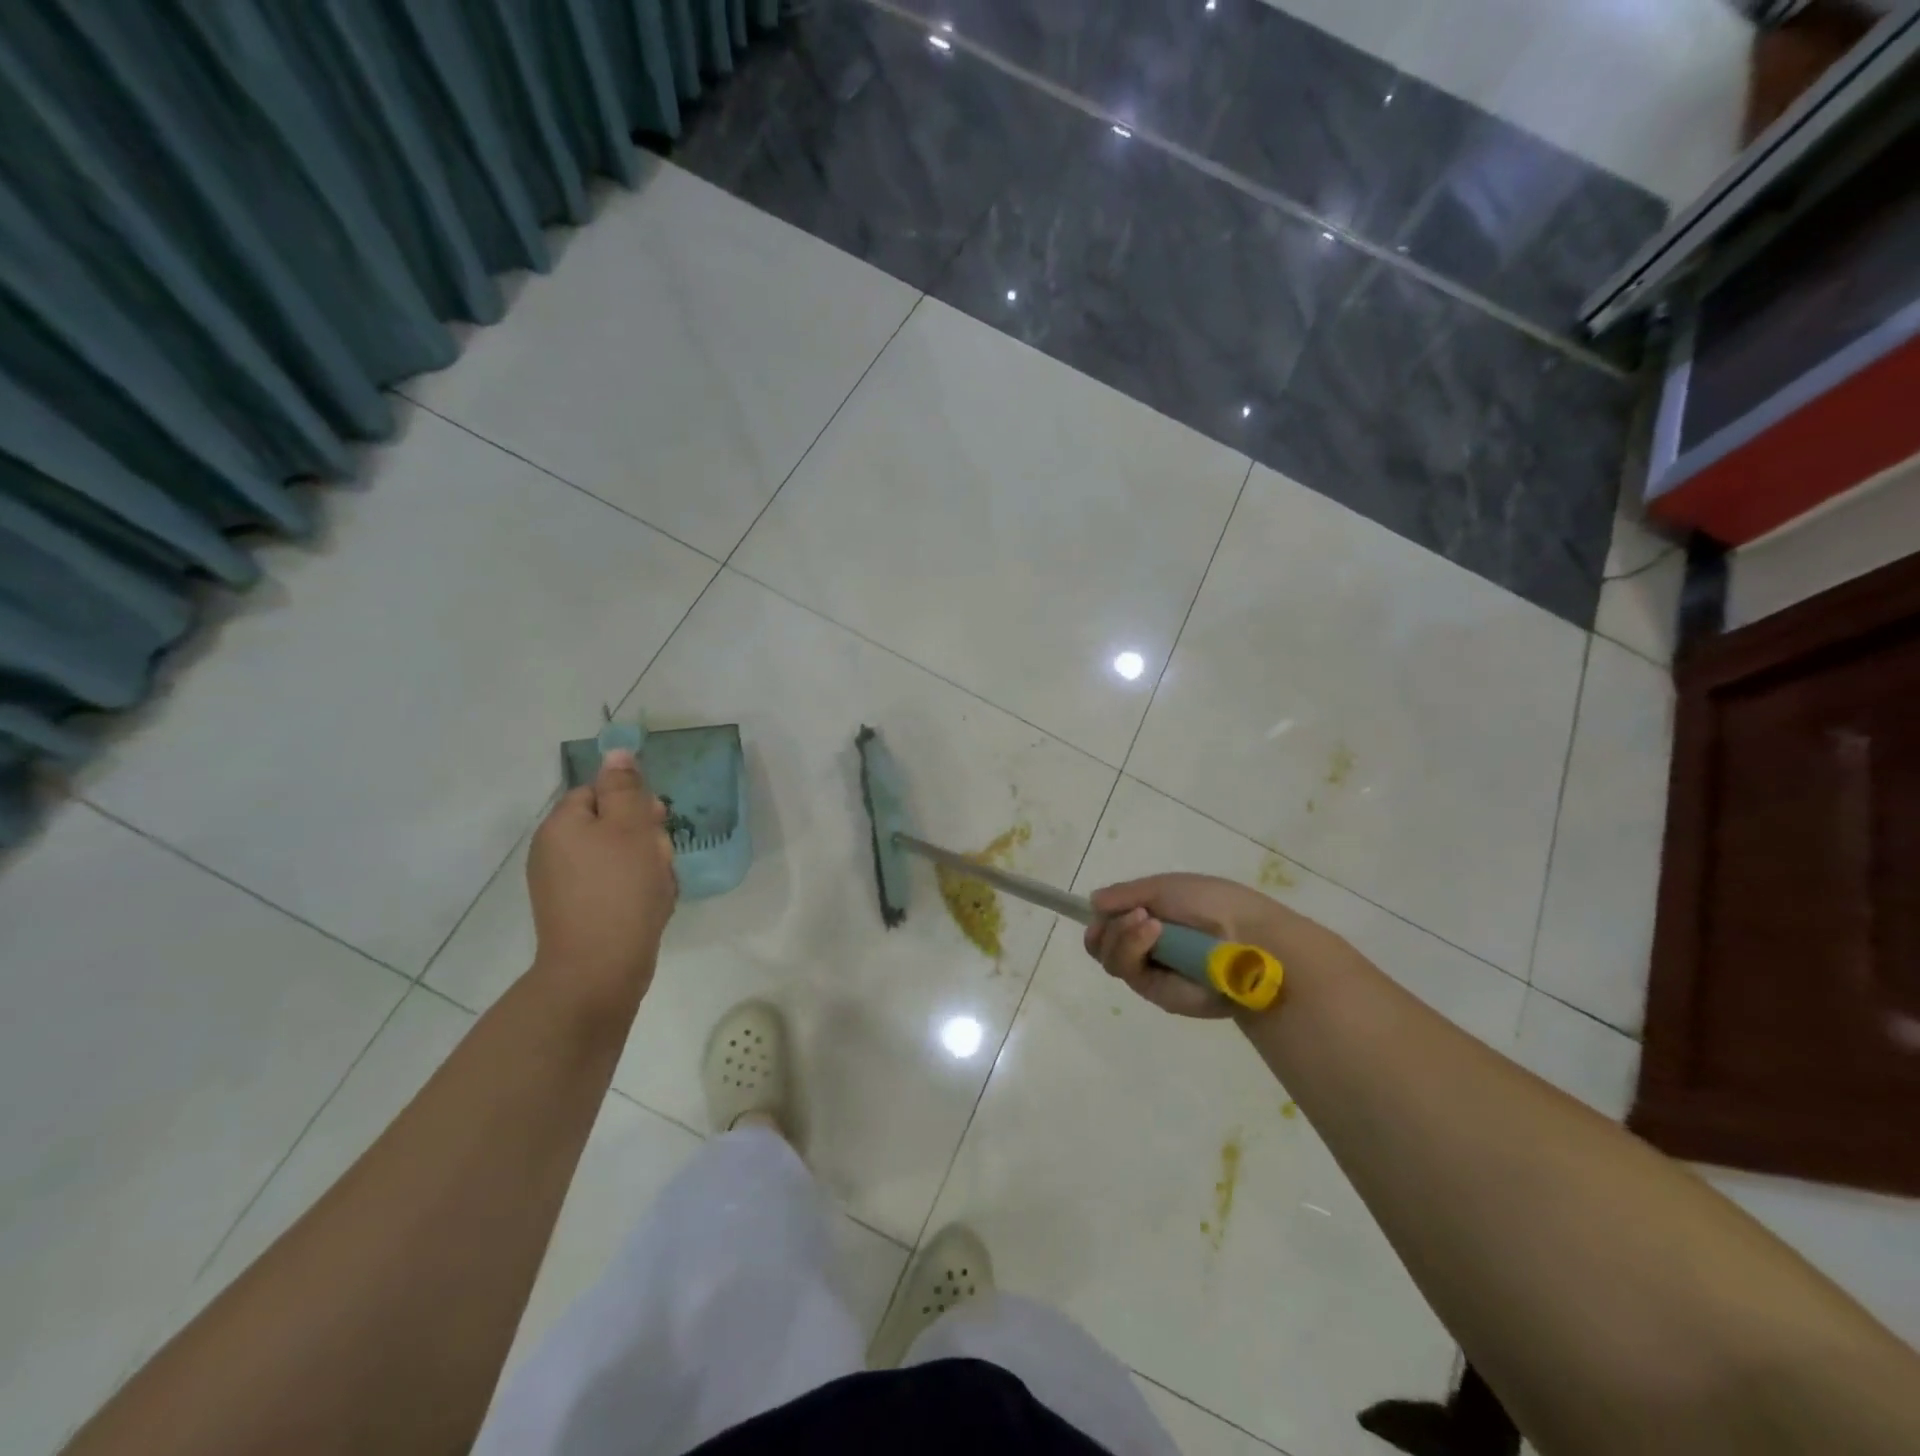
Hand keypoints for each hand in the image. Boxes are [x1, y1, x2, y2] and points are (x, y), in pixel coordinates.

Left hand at [526, 749, 676, 1013]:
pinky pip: (613, 887)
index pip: (599, 792)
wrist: (599, 970)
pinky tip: (651, 906)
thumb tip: (615, 752)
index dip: (633, 803)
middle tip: (659, 859)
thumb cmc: (620, 890)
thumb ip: (625, 787)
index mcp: (562, 825)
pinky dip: (636, 891)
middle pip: (610, 824)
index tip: (656, 823)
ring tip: (659, 886)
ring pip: (618, 857)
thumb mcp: (630, 828)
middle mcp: (554, 851)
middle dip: (644, 837)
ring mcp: (563, 886)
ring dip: (646, 865)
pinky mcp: (577, 913)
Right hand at [1084, 873, 1344, 1018]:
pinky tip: (1153, 931)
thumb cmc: (1212, 903)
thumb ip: (1125, 894)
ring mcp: (1151, 971)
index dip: (1101, 917)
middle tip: (1130, 914)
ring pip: (1109, 957)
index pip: (1109, 922)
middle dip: (1108, 927)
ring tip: (1146, 921)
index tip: (1102, 908)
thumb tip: (1092, 902)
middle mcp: (1146, 947)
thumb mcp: (1164, 886)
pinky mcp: (1157, 994)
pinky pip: (1128, 972)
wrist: (1248, 936)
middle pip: (1100, 943)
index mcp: (1150, 919)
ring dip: (1120, 935)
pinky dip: (1133, 946)